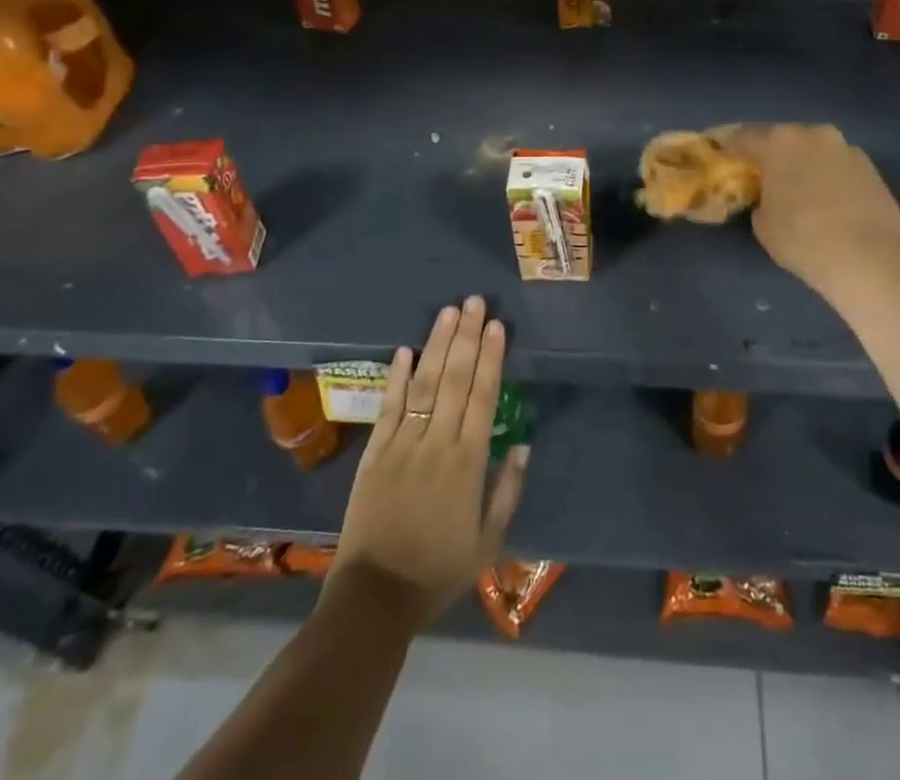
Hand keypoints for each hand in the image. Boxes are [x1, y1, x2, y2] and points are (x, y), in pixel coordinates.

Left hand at [328, 296, 527, 626]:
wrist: (375, 598)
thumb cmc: (438, 571)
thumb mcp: (489, 542)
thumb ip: (508, 490)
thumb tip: (524, 444)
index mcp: (468, 462)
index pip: (484, 396)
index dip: (491, 358)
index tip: (498, 326)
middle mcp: (437, 443)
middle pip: (456, 379)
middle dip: (467, 337)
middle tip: (475, 302)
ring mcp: (402, 444)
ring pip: (425, 384)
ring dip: (437, 344)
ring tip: (448, 312)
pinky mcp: (374, 452)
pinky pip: (388, 407)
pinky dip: (397, 377)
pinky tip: (405, 349)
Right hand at [722, 123, 899, 318]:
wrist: (870, 259)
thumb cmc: (803, 239)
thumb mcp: (762, 224)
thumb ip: (759, 201)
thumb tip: (769, 197)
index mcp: (779, 141)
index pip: (743, 137)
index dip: (729, 147)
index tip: (721, 156)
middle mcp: (814, 134)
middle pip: (783, 139)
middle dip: (771, 154)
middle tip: (760, 173)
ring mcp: (847, 149)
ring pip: (815, 151)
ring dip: (803, 164)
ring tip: (797, 188)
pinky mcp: (872, 169)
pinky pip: (838, 168)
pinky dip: (828, 178)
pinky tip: (826, 201)